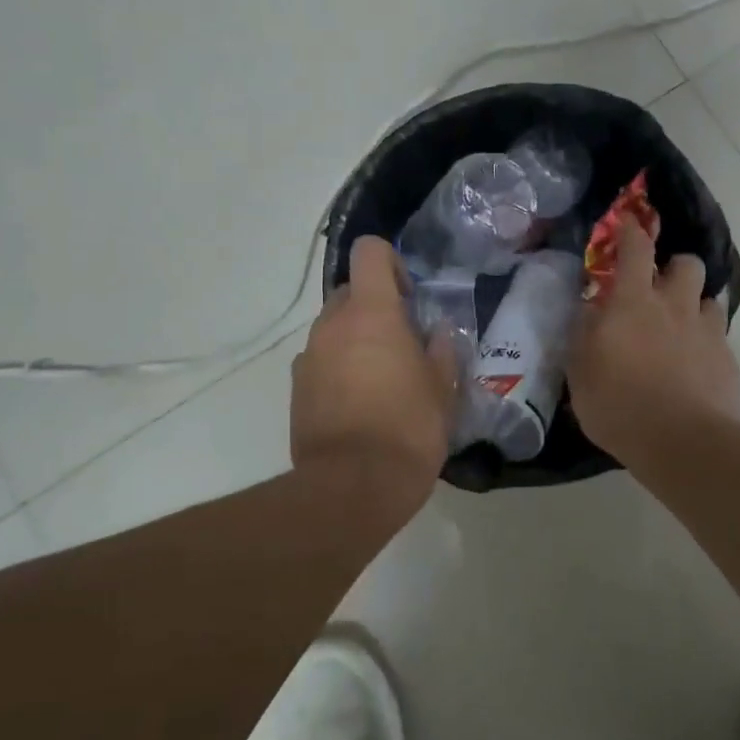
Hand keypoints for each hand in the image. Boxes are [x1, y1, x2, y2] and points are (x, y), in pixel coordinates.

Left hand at [292, 236, 455, 522]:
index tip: (409, 298)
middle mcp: (332, 325)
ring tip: (381, 380)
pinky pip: (321, 361)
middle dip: (375, 308)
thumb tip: (438, 333)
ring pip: (334, 329)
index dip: (391, 263)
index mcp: (372, 313)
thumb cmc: (408, 428)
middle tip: (402, 344)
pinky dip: (338, 368)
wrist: (352, 487)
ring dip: (356, 340)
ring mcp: (308, 357)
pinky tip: (359, 404)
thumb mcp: (442, 389)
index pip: (369, 252)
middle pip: (350, 292)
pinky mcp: (296, 389)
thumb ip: (441, 351)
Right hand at [568, 222, 739, 467]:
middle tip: (660, 290)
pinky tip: (696, 365)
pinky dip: (706, 342)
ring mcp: (707, 331)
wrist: (683, 442)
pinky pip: (718, 336)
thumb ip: (584, 335)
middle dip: (674, 268)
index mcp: (634, 302)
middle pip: (686, 264)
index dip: (631, 231)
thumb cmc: (619, 406)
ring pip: (708, 298)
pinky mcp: (728, 359)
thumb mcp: (581, 372)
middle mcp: (675, 306)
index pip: (635, 249)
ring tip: (681, 329)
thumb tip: (589, 311)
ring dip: (693, 305)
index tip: (628, 224)